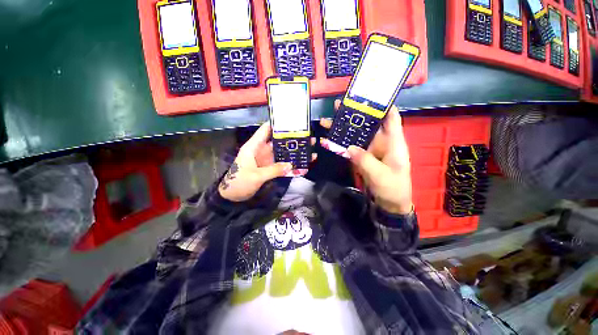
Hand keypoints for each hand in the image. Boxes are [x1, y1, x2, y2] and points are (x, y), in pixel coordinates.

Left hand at [219, 123, 316, 201]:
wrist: (232, 196)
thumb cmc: (239, 182)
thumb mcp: (256, 176)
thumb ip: (273, 170)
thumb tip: (290, 165)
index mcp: (254, 147)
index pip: (265, 130)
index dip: (277, 124)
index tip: (292, 122)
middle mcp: (261, 150)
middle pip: (277, 141)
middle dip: (291, 140)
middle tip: (307, 137)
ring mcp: (265, 160)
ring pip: (281, 153)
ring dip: (292, 152)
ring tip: (308, 150)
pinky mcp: (268, 168)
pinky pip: (281, 164)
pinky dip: (289, 164)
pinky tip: (300, 164)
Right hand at [320, 101, 412, 214]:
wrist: (389, 203)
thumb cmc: (393, 188)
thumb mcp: (381, 175)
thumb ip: (365, 161)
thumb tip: (349, 147)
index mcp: (393, 142)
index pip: (391, 118)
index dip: (382, 104)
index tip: (368, 94)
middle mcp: (381, 142)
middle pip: (368, 123)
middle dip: (355, 113)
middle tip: (340, 104)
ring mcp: (369, 149)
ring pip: (356, 134)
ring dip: (343, 127)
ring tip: (329, 120)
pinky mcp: (361, 157)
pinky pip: (350, 147)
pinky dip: (340, 143)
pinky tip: (328, 139)